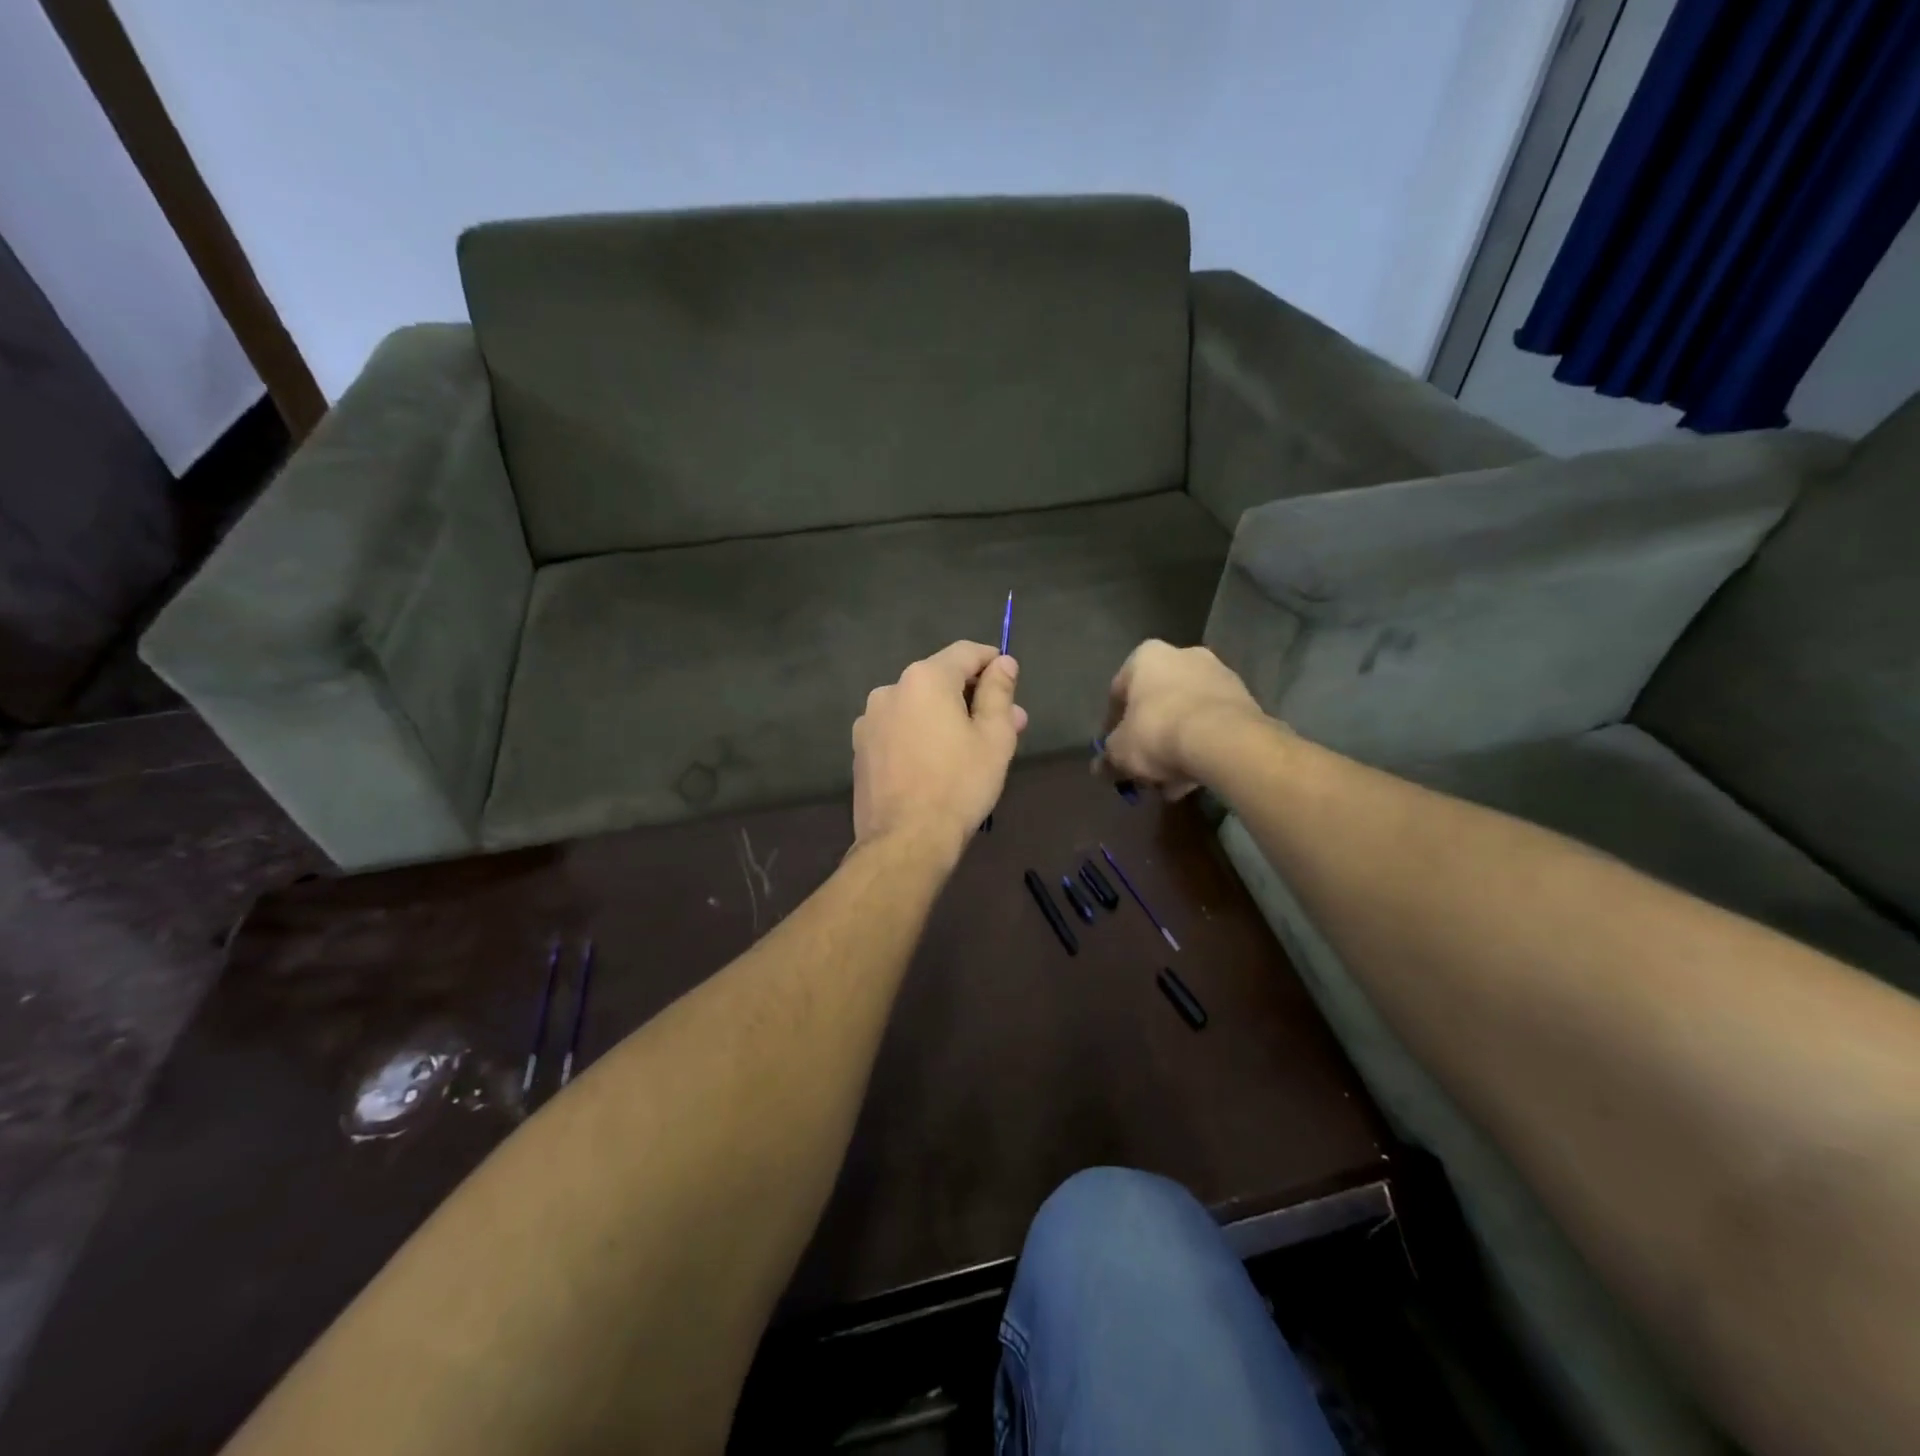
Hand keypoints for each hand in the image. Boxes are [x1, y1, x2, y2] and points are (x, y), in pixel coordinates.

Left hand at [852, 642, 1028, 857]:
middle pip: (940, 680)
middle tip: (1005, 724)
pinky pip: (899, 729)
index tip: (1010, 681)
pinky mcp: (861, 749)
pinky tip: (937, 764)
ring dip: (946, 717)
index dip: (993, 662)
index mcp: (925, 679)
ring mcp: (870, 720)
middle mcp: (891, 689)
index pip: (966, 653)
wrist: (905, 841)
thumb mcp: (994, 737)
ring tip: (971, 748)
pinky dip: (921, 735)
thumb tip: (1003, 662)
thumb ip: (999, 692)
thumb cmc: (959, 785)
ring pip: (918, 706)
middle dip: (973, 697)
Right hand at [1098, 640, 1265, 798]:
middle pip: (1156, 703)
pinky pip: (1212, 725)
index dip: (1112, 725)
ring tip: (1171, 783)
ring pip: (1186, 715)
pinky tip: (1194, 777)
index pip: (1118, 692)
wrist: (1224, 740)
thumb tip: (1100, 767)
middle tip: (1144, 768)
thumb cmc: (1158, 732)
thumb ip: (1108, 756)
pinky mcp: (1244, 698)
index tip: (1114, 750)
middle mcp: (1183, 654)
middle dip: (1149, 737)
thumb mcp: (1120, 751)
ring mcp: (1218, 674)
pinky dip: (1201, 747)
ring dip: (1176, 746)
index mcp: (1146, 657)